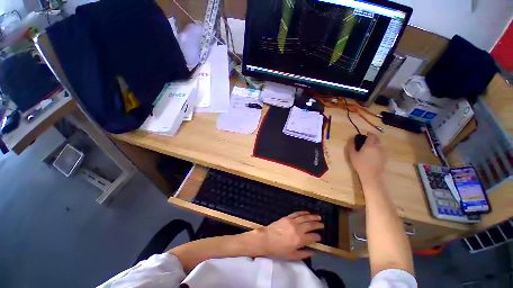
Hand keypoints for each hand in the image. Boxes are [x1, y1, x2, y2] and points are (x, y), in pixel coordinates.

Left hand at [255, 211, 322, 259]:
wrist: (266, 239)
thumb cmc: (278, 249)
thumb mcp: (292, 256)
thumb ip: (304, 254)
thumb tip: (313, 252)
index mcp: (300, 239)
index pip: (312, 236)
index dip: (317, 237)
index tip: (320, 237)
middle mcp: (298, 229)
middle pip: (310, 225)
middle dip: (317, 225)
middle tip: (322, 224)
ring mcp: (292, 221)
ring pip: (305, 218)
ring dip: (312, 217)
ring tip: (318, 217)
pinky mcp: (287, 217)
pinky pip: (297, 213)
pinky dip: (303, 212)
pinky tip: (307, 212)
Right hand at [349, 133, 385, 182]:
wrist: (371, 175)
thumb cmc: (360, 164)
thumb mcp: (352, 154)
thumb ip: (351, 145)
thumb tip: (351, 138)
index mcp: (370, 145)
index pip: (371, 135)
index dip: (368, 133)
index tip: (365, 134)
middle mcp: (378, 147)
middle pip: (377, 139)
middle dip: (373, 137)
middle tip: (367, 139)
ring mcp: (383, 152)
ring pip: (380, 144)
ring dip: (376, 143)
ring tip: (370, 146)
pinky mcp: (385, 157)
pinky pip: (382, 149)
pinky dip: (378, 148)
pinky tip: (373, 153)